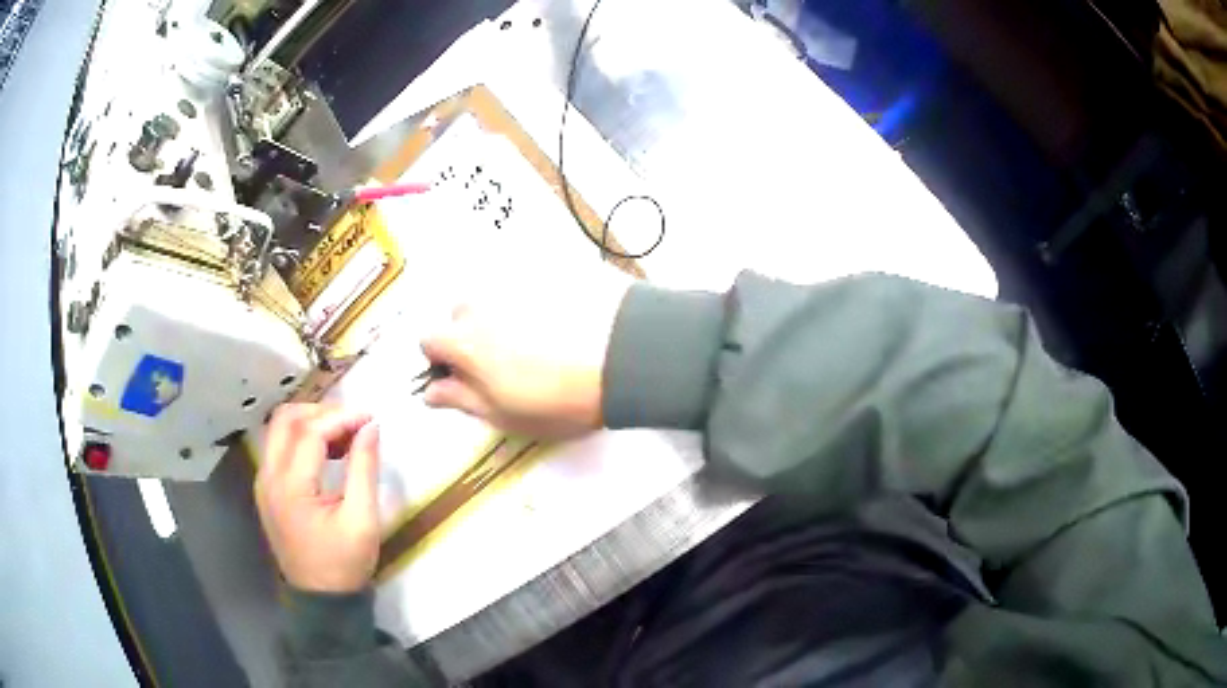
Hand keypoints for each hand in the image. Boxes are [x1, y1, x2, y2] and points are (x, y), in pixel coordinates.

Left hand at [255, 404, 380, 592]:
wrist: (321, 599)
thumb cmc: (344, 563)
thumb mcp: (362, 519)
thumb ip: (364, 469)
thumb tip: (371, 428)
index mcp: (291, 487)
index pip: (311, 432)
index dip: (341, 418)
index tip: (371, 417)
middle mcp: (269, 477)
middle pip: (285, 419)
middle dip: (321, 411)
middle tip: (353, 422)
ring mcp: (264, 482)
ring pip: (279, 429)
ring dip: (310, 422)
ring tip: (343, 435)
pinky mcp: (267, 489)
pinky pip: (279, 448)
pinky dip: (301, 439)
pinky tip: (326, 452)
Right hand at [420, 274, 631, 438]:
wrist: (627, 356)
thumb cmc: (559, 398)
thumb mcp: (504, 414)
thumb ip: (461, 399)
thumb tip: (431, 391)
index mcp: (463, 339)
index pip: (428, 341)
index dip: (443, 362)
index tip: (466, 377)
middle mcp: (482, 301)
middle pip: (461, 315)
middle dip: (473, 336)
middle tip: (509, 362)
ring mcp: (517, 280)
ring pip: (496, 298)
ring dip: (505, 317)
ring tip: (544, 341)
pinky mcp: (551, 268)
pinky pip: (530, 286)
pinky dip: (537, 302)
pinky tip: (565, 321)